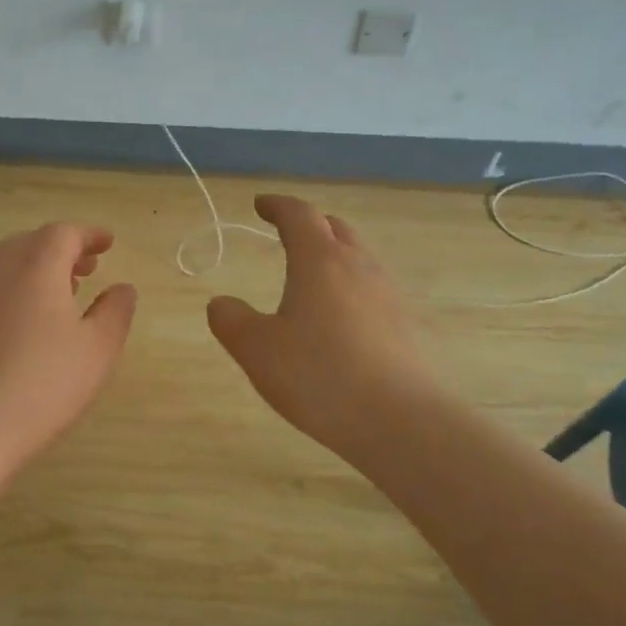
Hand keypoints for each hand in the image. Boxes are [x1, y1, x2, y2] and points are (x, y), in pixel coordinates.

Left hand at [0, 223, 137, 475]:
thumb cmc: (42, 385)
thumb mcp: (97, 350)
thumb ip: (115, 312)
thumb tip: (122, 288)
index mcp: (36, 268)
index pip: (63, 234)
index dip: (89, 234)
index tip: (108, 243)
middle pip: (30, 243)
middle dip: (61, 249)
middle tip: (86, 268)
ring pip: (5, 268)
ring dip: (36, 270)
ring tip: (60, 296)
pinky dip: (13, 293)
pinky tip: (24, 328)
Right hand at [207, 196, 437, 463]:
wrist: (400, 421)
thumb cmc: (319, 376)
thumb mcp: (256, 349)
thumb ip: (231, 320)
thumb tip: (221, 303)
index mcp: (319, 261)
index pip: (299, 215)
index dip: (277, 205)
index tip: (261, 204)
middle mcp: (358, 267)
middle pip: (335, 228)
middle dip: (309, 225)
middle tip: (287, 234)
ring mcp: (388, 294)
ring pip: (358, 258)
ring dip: (333, 255)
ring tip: (312, 278)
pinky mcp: (404, 325)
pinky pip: (372, 289)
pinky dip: (350, 287)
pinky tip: (339, 319)